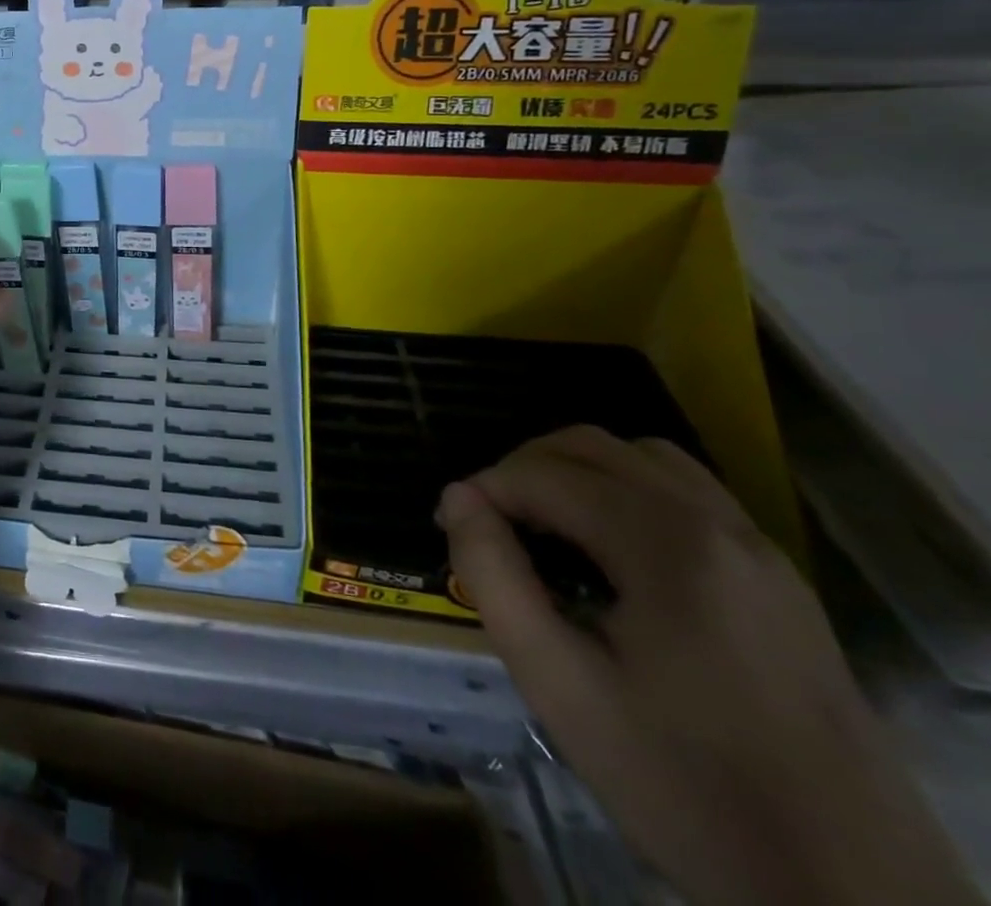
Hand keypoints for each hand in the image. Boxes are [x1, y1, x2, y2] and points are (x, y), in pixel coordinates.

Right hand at [438, 426, 979, 905]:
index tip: (450, 526)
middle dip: (525, 468)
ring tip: (545, 523)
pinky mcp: (784, 584)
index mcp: (668, 545)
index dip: (484, 489)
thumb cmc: (686, 785)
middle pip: (594, 446)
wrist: (856, 899)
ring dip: (580, 471)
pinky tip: (612, 549)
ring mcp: (763, 552)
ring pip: (646, 458)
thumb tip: (458, 498)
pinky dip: (630, 491)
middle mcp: (720, 526)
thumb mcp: (560, 685)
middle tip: (489, 520)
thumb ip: (494, 577)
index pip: (545, 473)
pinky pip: (691, 495)